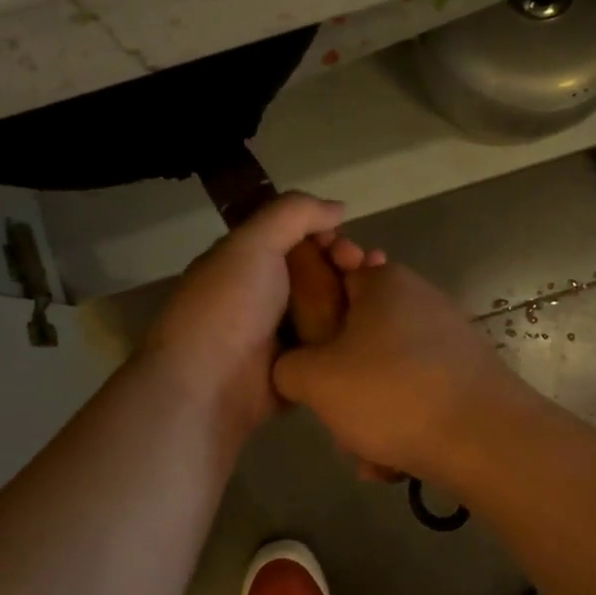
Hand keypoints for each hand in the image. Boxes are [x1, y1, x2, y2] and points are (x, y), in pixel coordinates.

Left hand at [142, 194, 377, 436]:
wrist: (209, 386)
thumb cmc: (227, 306)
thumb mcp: (252, 243)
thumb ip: (293, 213)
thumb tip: (338, 208)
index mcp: (246, 262)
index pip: (295, 238)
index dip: (324, 234)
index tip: (345, 242)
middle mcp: (264, 296)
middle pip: (317, 271)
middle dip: (346, 264)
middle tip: (367, 266)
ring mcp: (282, 335)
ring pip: (329, 307)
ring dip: (356, 297)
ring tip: (386, 293)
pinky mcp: (300, 369)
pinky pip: (332, 345)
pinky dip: (353, 334)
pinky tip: (379, 326)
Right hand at [273, 263, 513, 482]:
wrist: (486, 440)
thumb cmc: (390, 393)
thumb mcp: (315, 381)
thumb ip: (287, 366)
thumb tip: (294, 368)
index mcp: (383, 282)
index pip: (332, 276)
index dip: (310, 312)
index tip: (305, 352)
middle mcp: (419, 299)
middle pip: (357, 336)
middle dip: (341, 382)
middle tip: (335, 416)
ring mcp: (448, 337)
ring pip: (386, 374)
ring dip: (369, 413)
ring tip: (367, 453)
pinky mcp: (467, 374)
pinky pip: (416, 394)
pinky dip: (402, 423)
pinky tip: (395, 461)